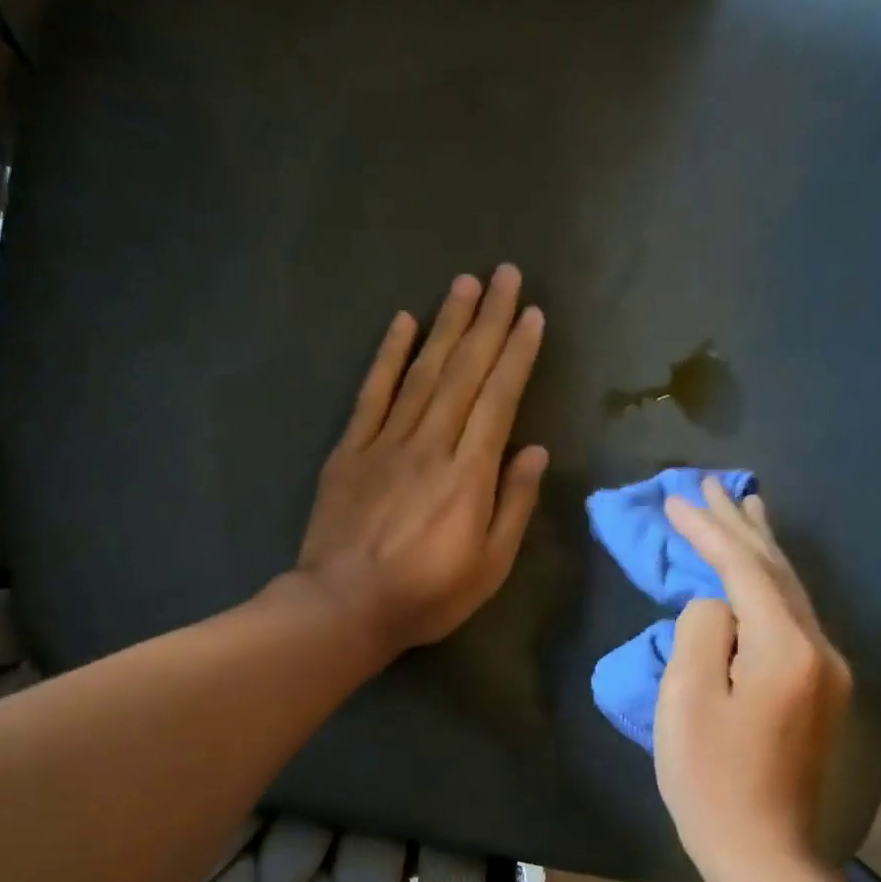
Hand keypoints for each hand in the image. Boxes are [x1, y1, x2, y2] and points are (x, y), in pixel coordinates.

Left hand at [294, 265, 550, 658]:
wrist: (345, 606)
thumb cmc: (426, 595)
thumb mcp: (489, 566)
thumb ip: (514, 505)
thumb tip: (535, 451)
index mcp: (469, 474)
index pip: (499, 399)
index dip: (517, 354)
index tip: (532, 315)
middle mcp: (431, 444)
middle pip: (464, 372)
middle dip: (489, 321)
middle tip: (506, 275)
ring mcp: (386, 443)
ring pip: (422, 372)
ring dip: (446, 325)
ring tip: (466, 284)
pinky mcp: (350, 451)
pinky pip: (372, 393)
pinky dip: (388, 356)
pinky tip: (402, 323)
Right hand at [654, 478, 851, 881]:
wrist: (763, 852)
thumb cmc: (712, 781)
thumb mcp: (686, 702)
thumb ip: (701, 633)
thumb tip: (714, 607)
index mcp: (787, 648)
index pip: (745, 569)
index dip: (708, 531)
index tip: (675, 498)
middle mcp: (821, 649)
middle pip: (778, 571)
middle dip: (741, 526)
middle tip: (712, 485)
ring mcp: (828, 671)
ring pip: (792, 593)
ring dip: (762, 550)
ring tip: (745, 510)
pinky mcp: (821, 692)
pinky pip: (793, 621)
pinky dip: (770, 587)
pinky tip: (759, 577)